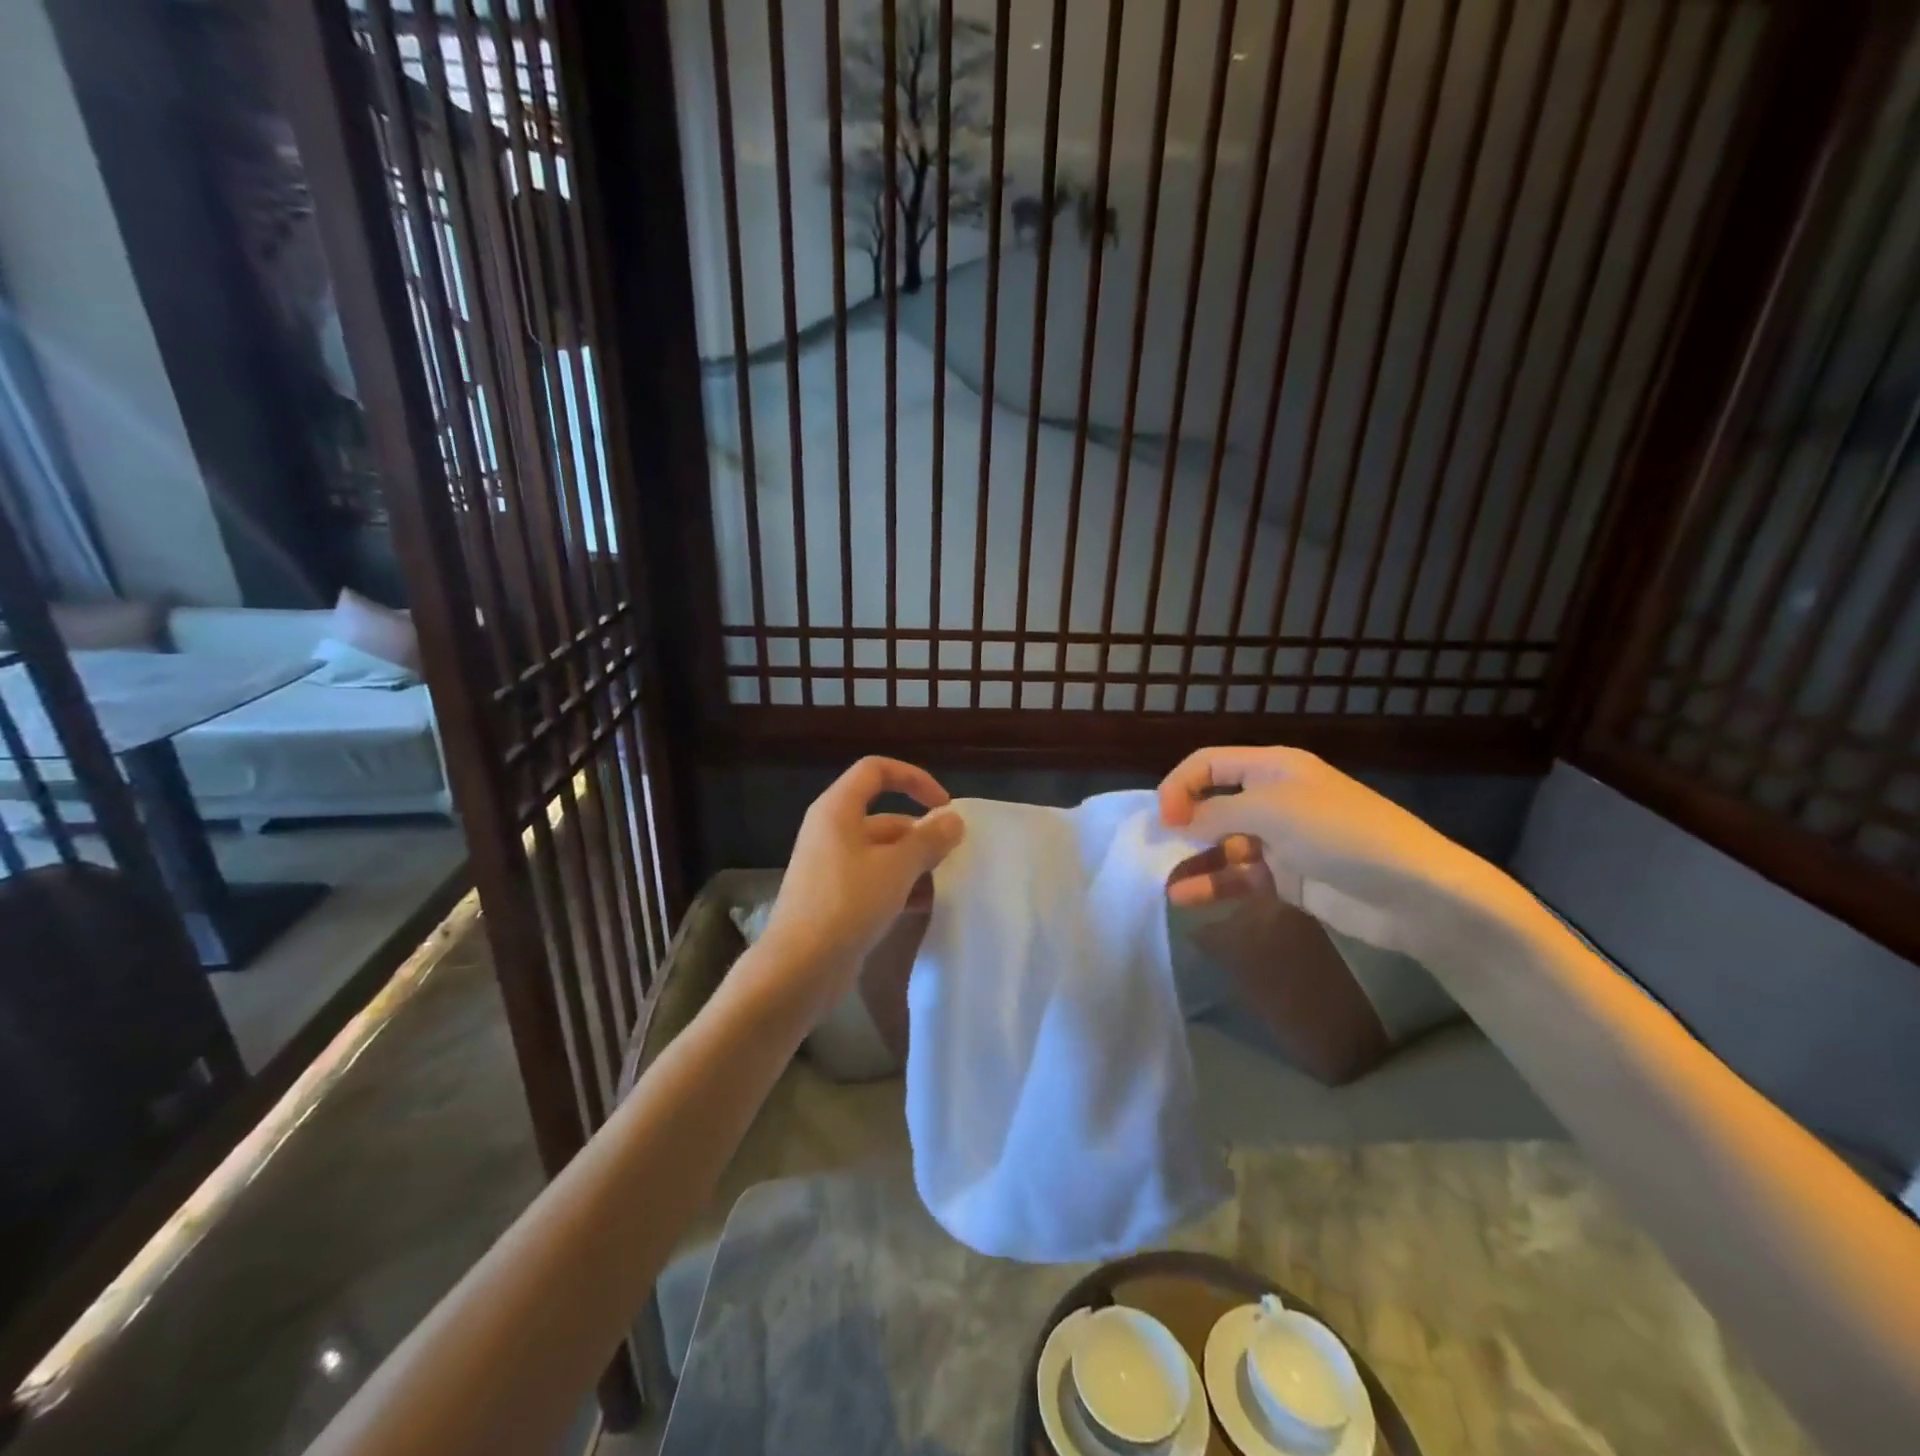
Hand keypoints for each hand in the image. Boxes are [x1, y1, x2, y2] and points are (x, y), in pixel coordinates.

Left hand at [759, 757, 964, 997]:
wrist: (799, 968)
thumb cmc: (847, 904)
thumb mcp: (897, 867)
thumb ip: (929, 840)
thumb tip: (953, 819)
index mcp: (838, 810)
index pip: (876, 770)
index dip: (914, 778)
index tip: (944, 806)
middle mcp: (831, 831)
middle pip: (884, 816)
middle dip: (921, 833)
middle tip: (953, 855)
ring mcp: (831, 866)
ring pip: (882, 852)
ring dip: (914, 863)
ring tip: (944, 883)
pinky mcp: (834, 898)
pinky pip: (874, 880)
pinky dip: (899, 887)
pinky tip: (923, 906)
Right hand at [1158, 746, 1492, 957]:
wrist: (1415, 894)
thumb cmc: (1341, 834)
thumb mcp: (1272, 811)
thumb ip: (1215, 813)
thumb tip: (1174, 820)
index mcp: (1272, 767)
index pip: (1209, 763)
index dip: (1179, 785)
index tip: (1163, 819)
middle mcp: (1272, 798)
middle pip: (1212, 803)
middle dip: (1181, 823)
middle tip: (1152, 849)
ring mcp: (1280, 840)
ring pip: (1222, 845)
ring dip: (1193, 860)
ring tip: (1163, 880)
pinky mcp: (1287, 878)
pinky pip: (1240, 877)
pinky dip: (1214, 885)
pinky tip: (1187, 898)